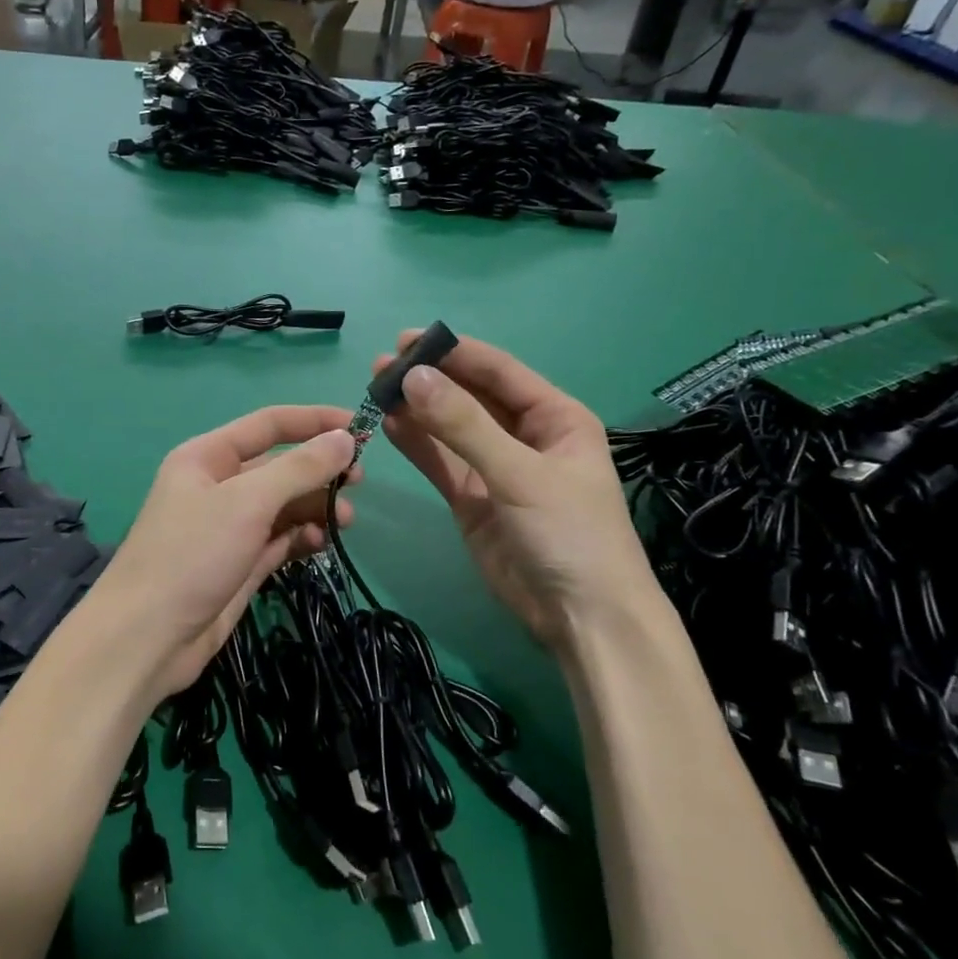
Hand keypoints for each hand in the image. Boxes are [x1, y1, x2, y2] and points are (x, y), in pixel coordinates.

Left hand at [89, 406, 358, 698]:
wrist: (147, 638)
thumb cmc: (192, 554)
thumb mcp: (247, 502)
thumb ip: (299, 468)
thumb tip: (345, 438)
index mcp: (207, 457)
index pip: (269, 424)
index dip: (315, 421)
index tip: (360, 427)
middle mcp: (217, 486)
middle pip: (279, 466)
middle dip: (319, 471)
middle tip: (357, 483)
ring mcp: (228, 528)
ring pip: (283, 506)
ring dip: (315, 508)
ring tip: (343, 522)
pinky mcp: (239, 565)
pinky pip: (279, 540)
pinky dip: (301, 539)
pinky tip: (319, 545)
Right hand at [378, 332, 656, 650]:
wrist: (582, 618)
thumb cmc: (570, 534)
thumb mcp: (521, 474)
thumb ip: (464, 426)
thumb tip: (413, 377)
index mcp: (555, 417)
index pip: (499, 372)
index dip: (454, 353)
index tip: (406, 340)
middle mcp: (524, 436)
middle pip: (470, 396)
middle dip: (429, 380)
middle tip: (381, 366)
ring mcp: (494, 468)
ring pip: (449, 429)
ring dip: (416, 410)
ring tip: (375, 388)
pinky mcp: (472, 499)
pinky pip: (440, 462)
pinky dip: (416, 444)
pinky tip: (388, 425)